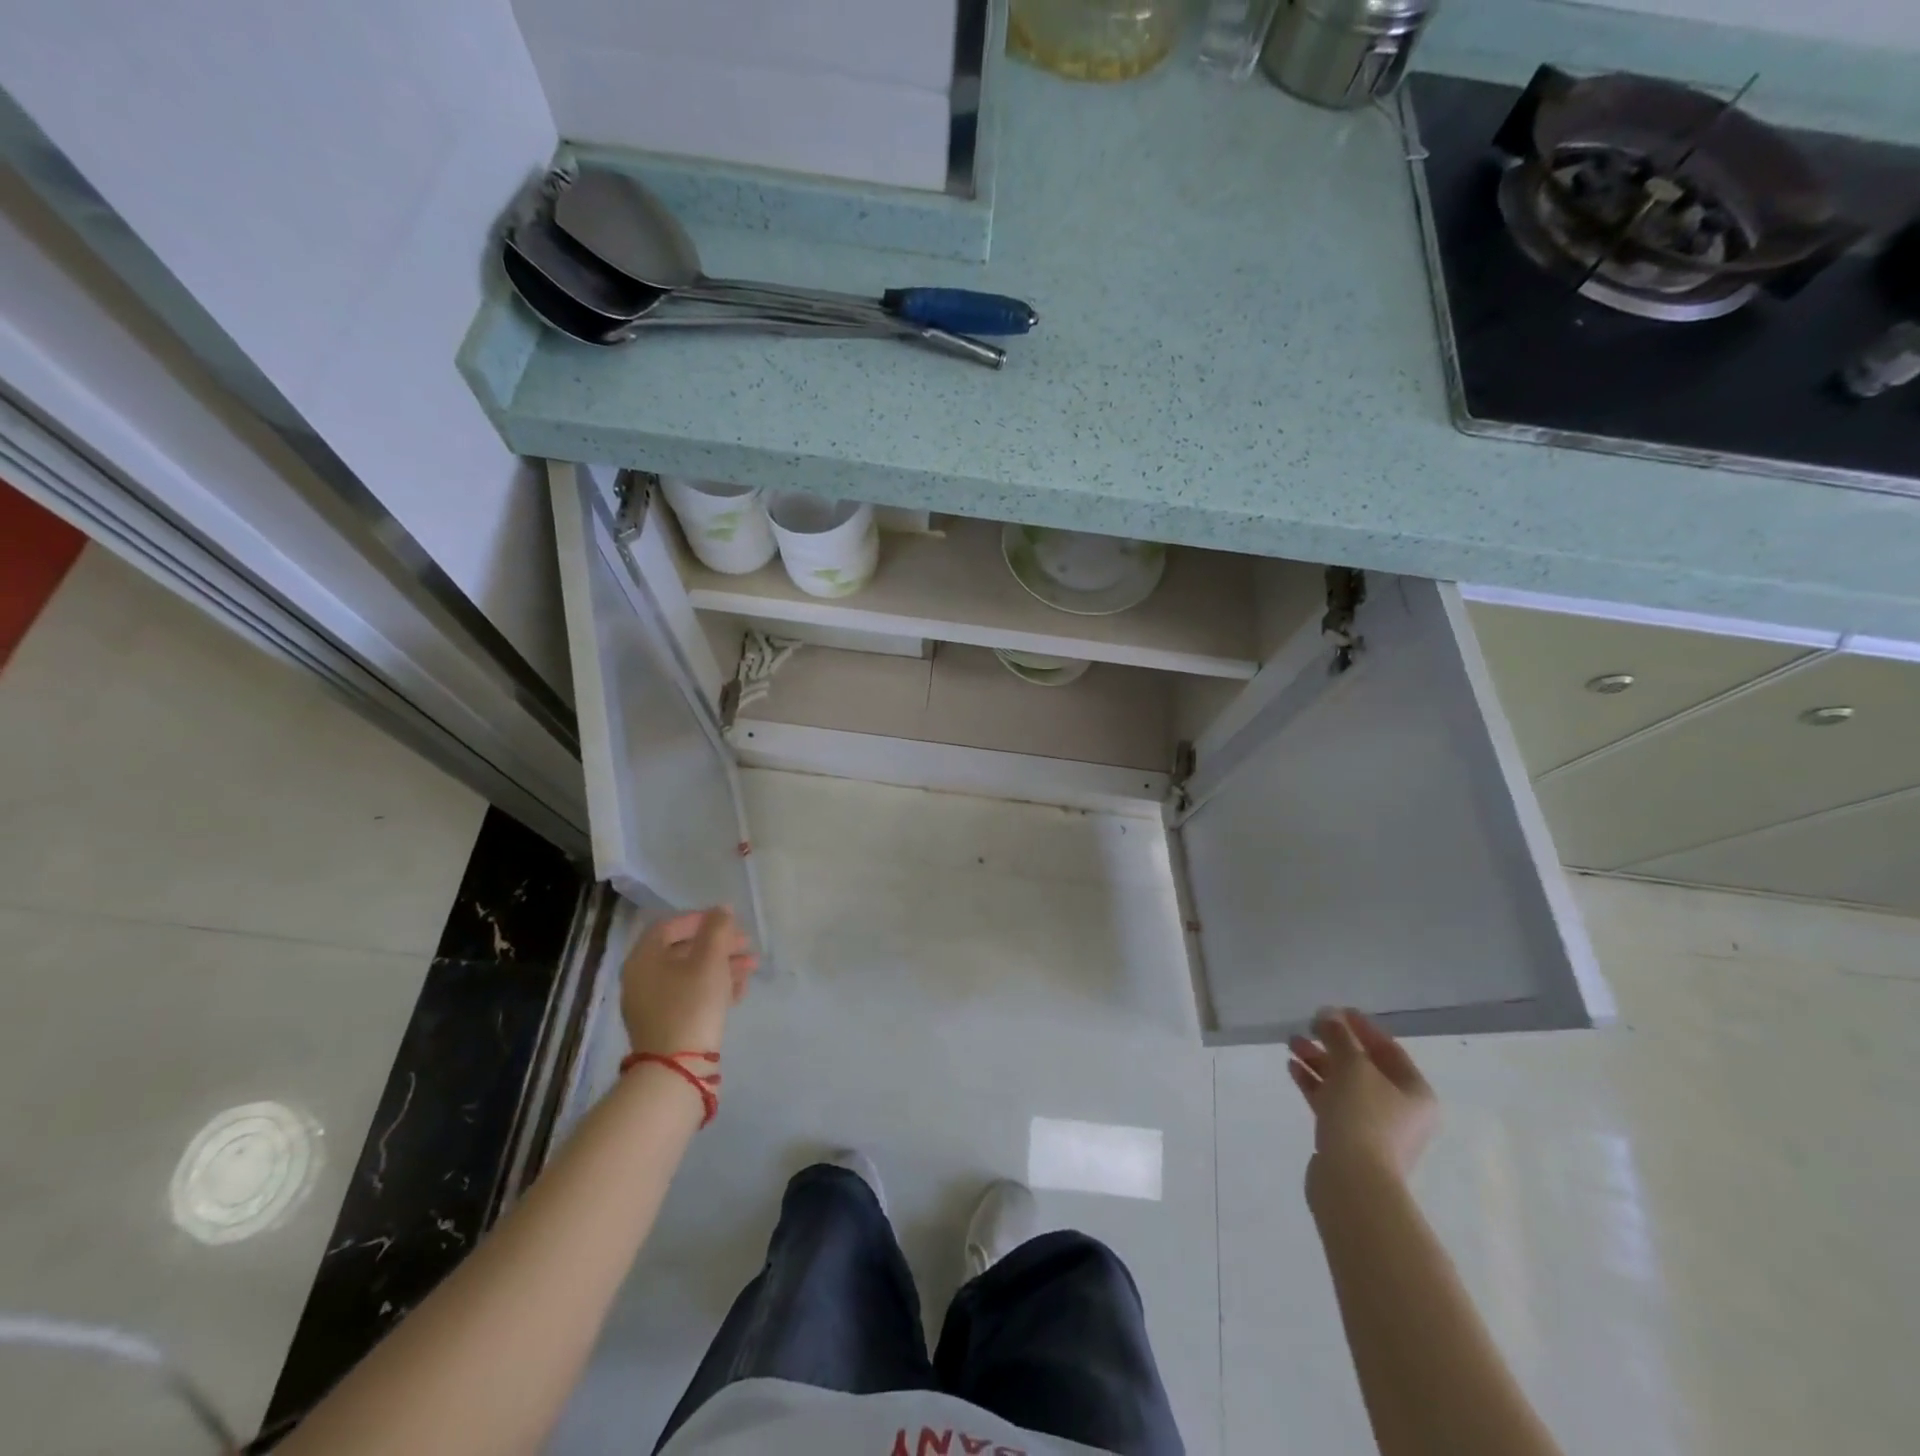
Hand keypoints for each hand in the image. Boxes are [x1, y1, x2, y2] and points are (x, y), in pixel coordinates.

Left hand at [620, 907, 756, 1056]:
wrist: (677, 1069)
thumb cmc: (691, 1005)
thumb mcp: (709, 961)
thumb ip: (718, 930)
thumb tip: (722, 910)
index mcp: (643, 958)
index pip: (669, 926)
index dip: (700, 919)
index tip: (728, 921)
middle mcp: (642, 978)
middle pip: (683, 950)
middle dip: (718, 944)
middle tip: (747, 945)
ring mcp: (652, 1004)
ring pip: (690, 974)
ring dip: (722, 966)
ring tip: (751, 968)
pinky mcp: (666, 1024)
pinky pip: (690, 995)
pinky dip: (713, 988)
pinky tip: (739, 991)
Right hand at [1288, 1007, 1436, 1181]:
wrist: (1353, 1182)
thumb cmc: (1363, 1117)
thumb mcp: (1352, 1067)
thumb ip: (1339, 1036)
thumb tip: (1328, 1015)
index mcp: (1414, 1092)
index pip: (1388, 1049)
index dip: (1361, 1027)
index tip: (1335, 1010)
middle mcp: (1400, 1109)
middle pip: (1364, 1067)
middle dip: (1333, 1044)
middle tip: (1307, 1026)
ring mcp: (1375, 1127)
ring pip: (1345, 1084)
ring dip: (1319, 1062)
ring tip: (1291, 1043)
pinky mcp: (1350, 1140)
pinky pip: (1333, 1103)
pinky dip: (1314, 1084)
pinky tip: (1293, 1067)